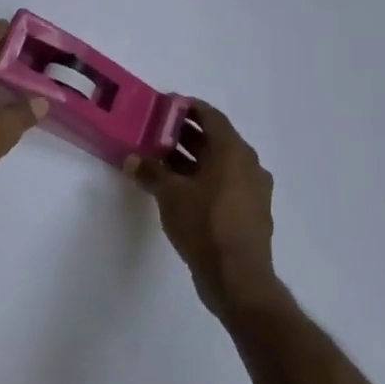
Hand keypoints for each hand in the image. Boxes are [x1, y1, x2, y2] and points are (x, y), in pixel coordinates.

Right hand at [128, 101, 287, 320]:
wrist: (237, 278)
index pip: (211, 116)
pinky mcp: (248, 212)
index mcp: (233, 152)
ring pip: (218, 163)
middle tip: (154, 132)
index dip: (187, 107)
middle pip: (214, 139)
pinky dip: (201, 179)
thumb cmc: (205, 225)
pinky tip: (177, 189)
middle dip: (184, 134)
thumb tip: (132, 159)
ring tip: (159, 159)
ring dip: (191, 158)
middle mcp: (248, 165)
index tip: (164, 105)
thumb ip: (150, 172)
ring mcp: (252, 190)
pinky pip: (223, 184)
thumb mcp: (169, 195)